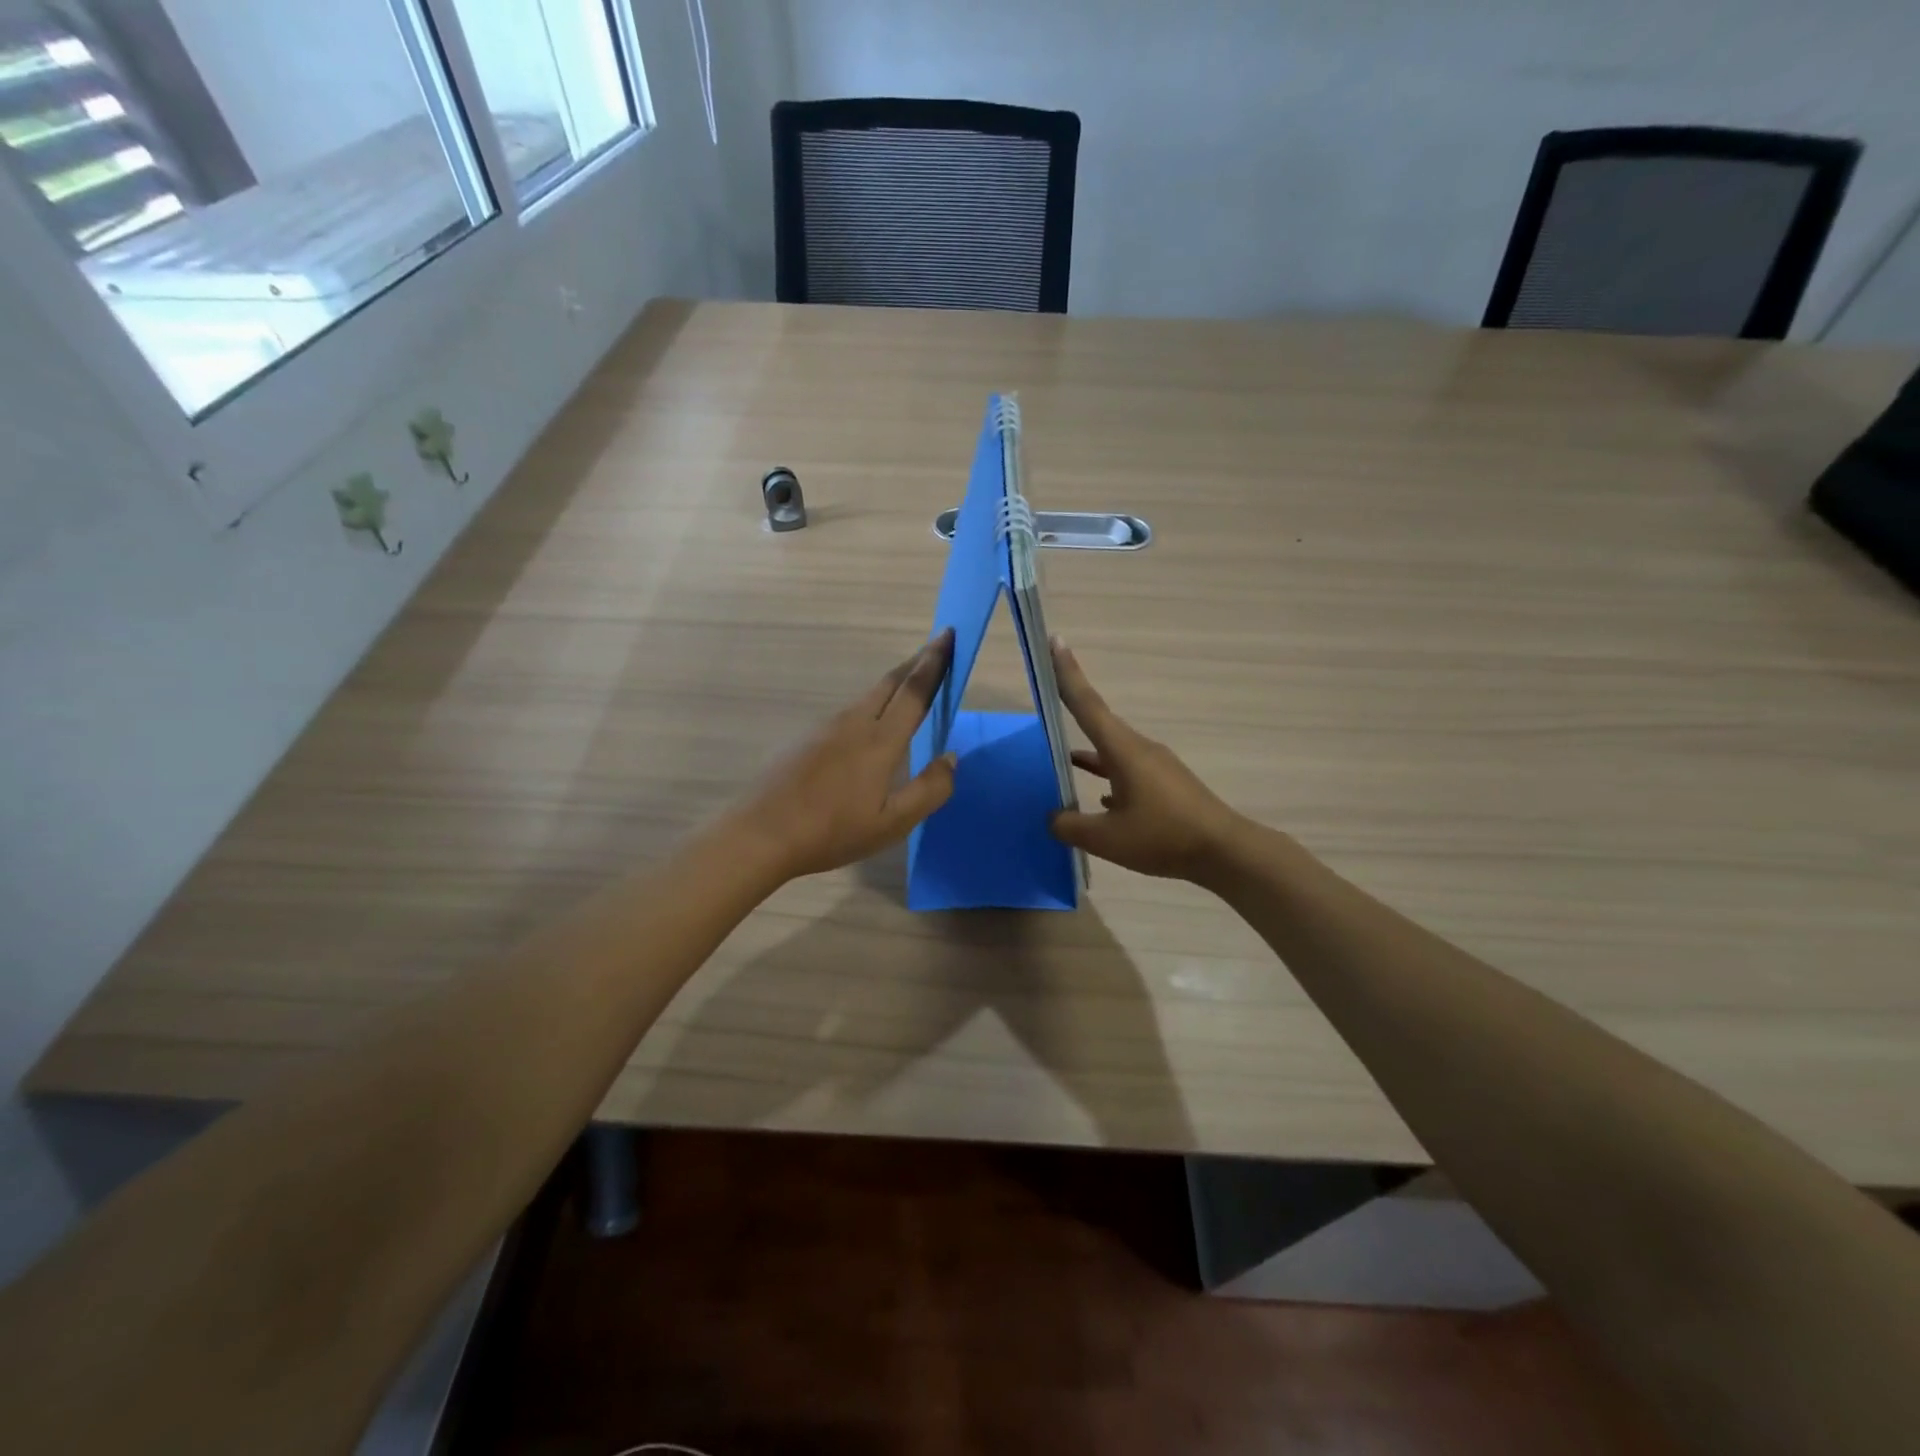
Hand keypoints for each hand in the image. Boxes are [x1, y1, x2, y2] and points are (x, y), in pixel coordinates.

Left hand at [732, 630, 957, 881]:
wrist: (762, 833)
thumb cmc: (832, 831)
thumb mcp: (892, 823)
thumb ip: (929, 790)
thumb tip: (951, 758)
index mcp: (880, 740)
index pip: (914, 690)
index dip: (934, 663)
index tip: (949, 636)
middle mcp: (854, 723)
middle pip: (890, 682)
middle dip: (916, 662)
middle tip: (937, 648)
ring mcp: (826, 728)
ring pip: (869, 696)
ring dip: (894, 683)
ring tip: (911, 683)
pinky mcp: (807, 738)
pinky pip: (850, 712)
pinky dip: (873, 705)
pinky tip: (873, 724)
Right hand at [1049, 638, 1244, 881]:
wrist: (1225, 852)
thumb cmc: (1163, 837)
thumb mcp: (1107, 839)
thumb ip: (1071, 826)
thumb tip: (1053, 817)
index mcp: (1123, 751)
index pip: (1088, 704)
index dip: (1067, 673)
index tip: (1055, 641)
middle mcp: (1139, 749)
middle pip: (1099, 722)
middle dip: (1073, 705)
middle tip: (1049, 689)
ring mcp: (1155, 766)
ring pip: (1112, 751)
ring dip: (1089, 751)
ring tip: (1062, 758)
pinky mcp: (1165, 785)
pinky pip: (1127, 771)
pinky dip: (1108, 776)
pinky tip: (1101, 800)